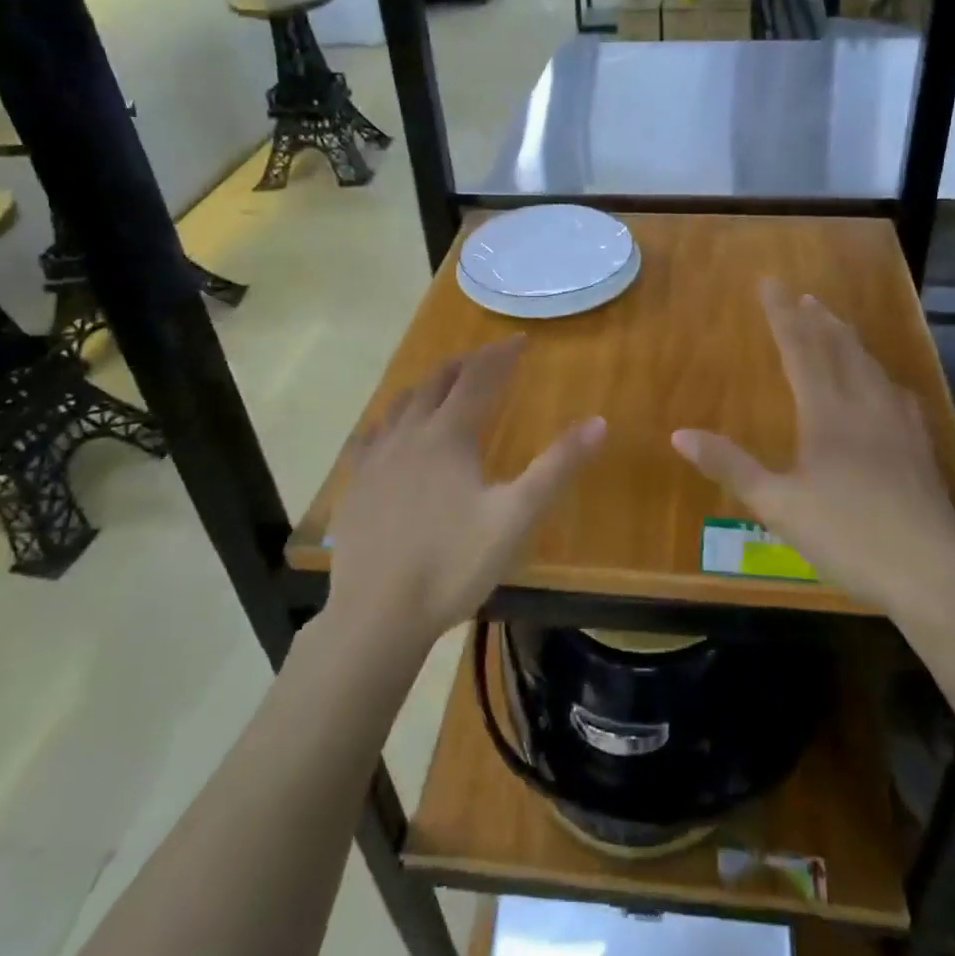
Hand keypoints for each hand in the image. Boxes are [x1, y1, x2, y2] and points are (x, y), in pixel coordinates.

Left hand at [326, 338, 605, 650]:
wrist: (377, 616)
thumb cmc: (453, 564)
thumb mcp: (516, 516)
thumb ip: (557, 467)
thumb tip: (599, 422)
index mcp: (448, 435)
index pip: (478, 378)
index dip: (500, 355)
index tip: (520, 339)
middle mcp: (409, 434)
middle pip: (437, 382)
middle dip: (465, 364)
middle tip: (485, 357)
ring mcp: (376, 460)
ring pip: (401, 404)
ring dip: (427, 386)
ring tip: (442, 383)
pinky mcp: (355, 486)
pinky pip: (372, 436)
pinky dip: (390, 420)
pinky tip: (389, 433)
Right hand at [672, 280, 954, 623]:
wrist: (930, 573)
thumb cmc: (847, 537)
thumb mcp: (777, 506)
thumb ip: (730, 466)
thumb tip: (679, 434)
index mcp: (827, 414)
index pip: (800, 350)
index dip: (782, 315)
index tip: (770, 283)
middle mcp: (864, 407)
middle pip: (840, 350)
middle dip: (818, 320)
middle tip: (804, 296)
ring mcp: (898, 425)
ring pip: (871, 368)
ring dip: (850, 341)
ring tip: (838, 325)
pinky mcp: (920, 448)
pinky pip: (897, 394)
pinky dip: (881, 376)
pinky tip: (887, 385)